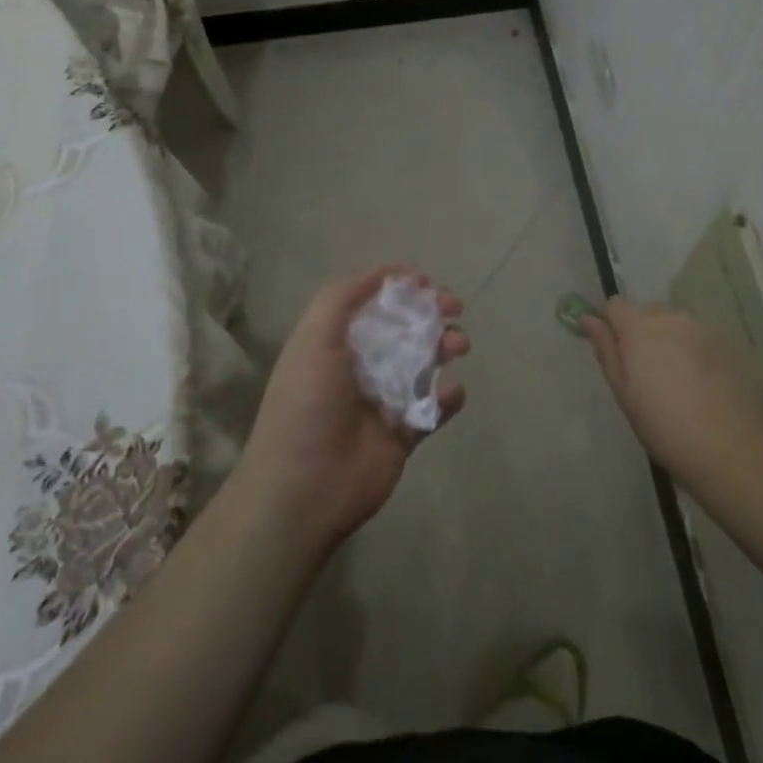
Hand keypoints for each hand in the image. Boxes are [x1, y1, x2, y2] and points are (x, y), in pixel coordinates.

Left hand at [237, 267, 466, 552]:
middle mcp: (359, 368)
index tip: (425, 282)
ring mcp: (383, 401)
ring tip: (458, 347)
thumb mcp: (314, 338)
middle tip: (454, 308)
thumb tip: (386, 274)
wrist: (304, 489)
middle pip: (403, 330)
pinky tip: (451, 392)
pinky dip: (448, 398)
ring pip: (424, 365)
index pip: (372, 305)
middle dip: (430, 314)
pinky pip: (433, 409)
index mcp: (334, 343)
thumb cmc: (307, 404)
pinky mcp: (403, 435)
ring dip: (444, 348)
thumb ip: (344, 298)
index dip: (399, 289)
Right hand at [579, 299, 762, 492]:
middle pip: (646, 312)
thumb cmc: (662, 424)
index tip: (616, 354)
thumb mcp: (622, 390)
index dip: (610, 325)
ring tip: (675, 382)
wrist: (728, 448)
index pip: (614, 305)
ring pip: (674, 325)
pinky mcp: (727, 345)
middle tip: (644, 374)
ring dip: (668, 342)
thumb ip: (605, 348)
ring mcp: (703, 329)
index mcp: (639, 325)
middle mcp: (671, 317)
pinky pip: (698, 339)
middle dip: (640, 333)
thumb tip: (588, 318)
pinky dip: (693, 353)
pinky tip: (700, 386)